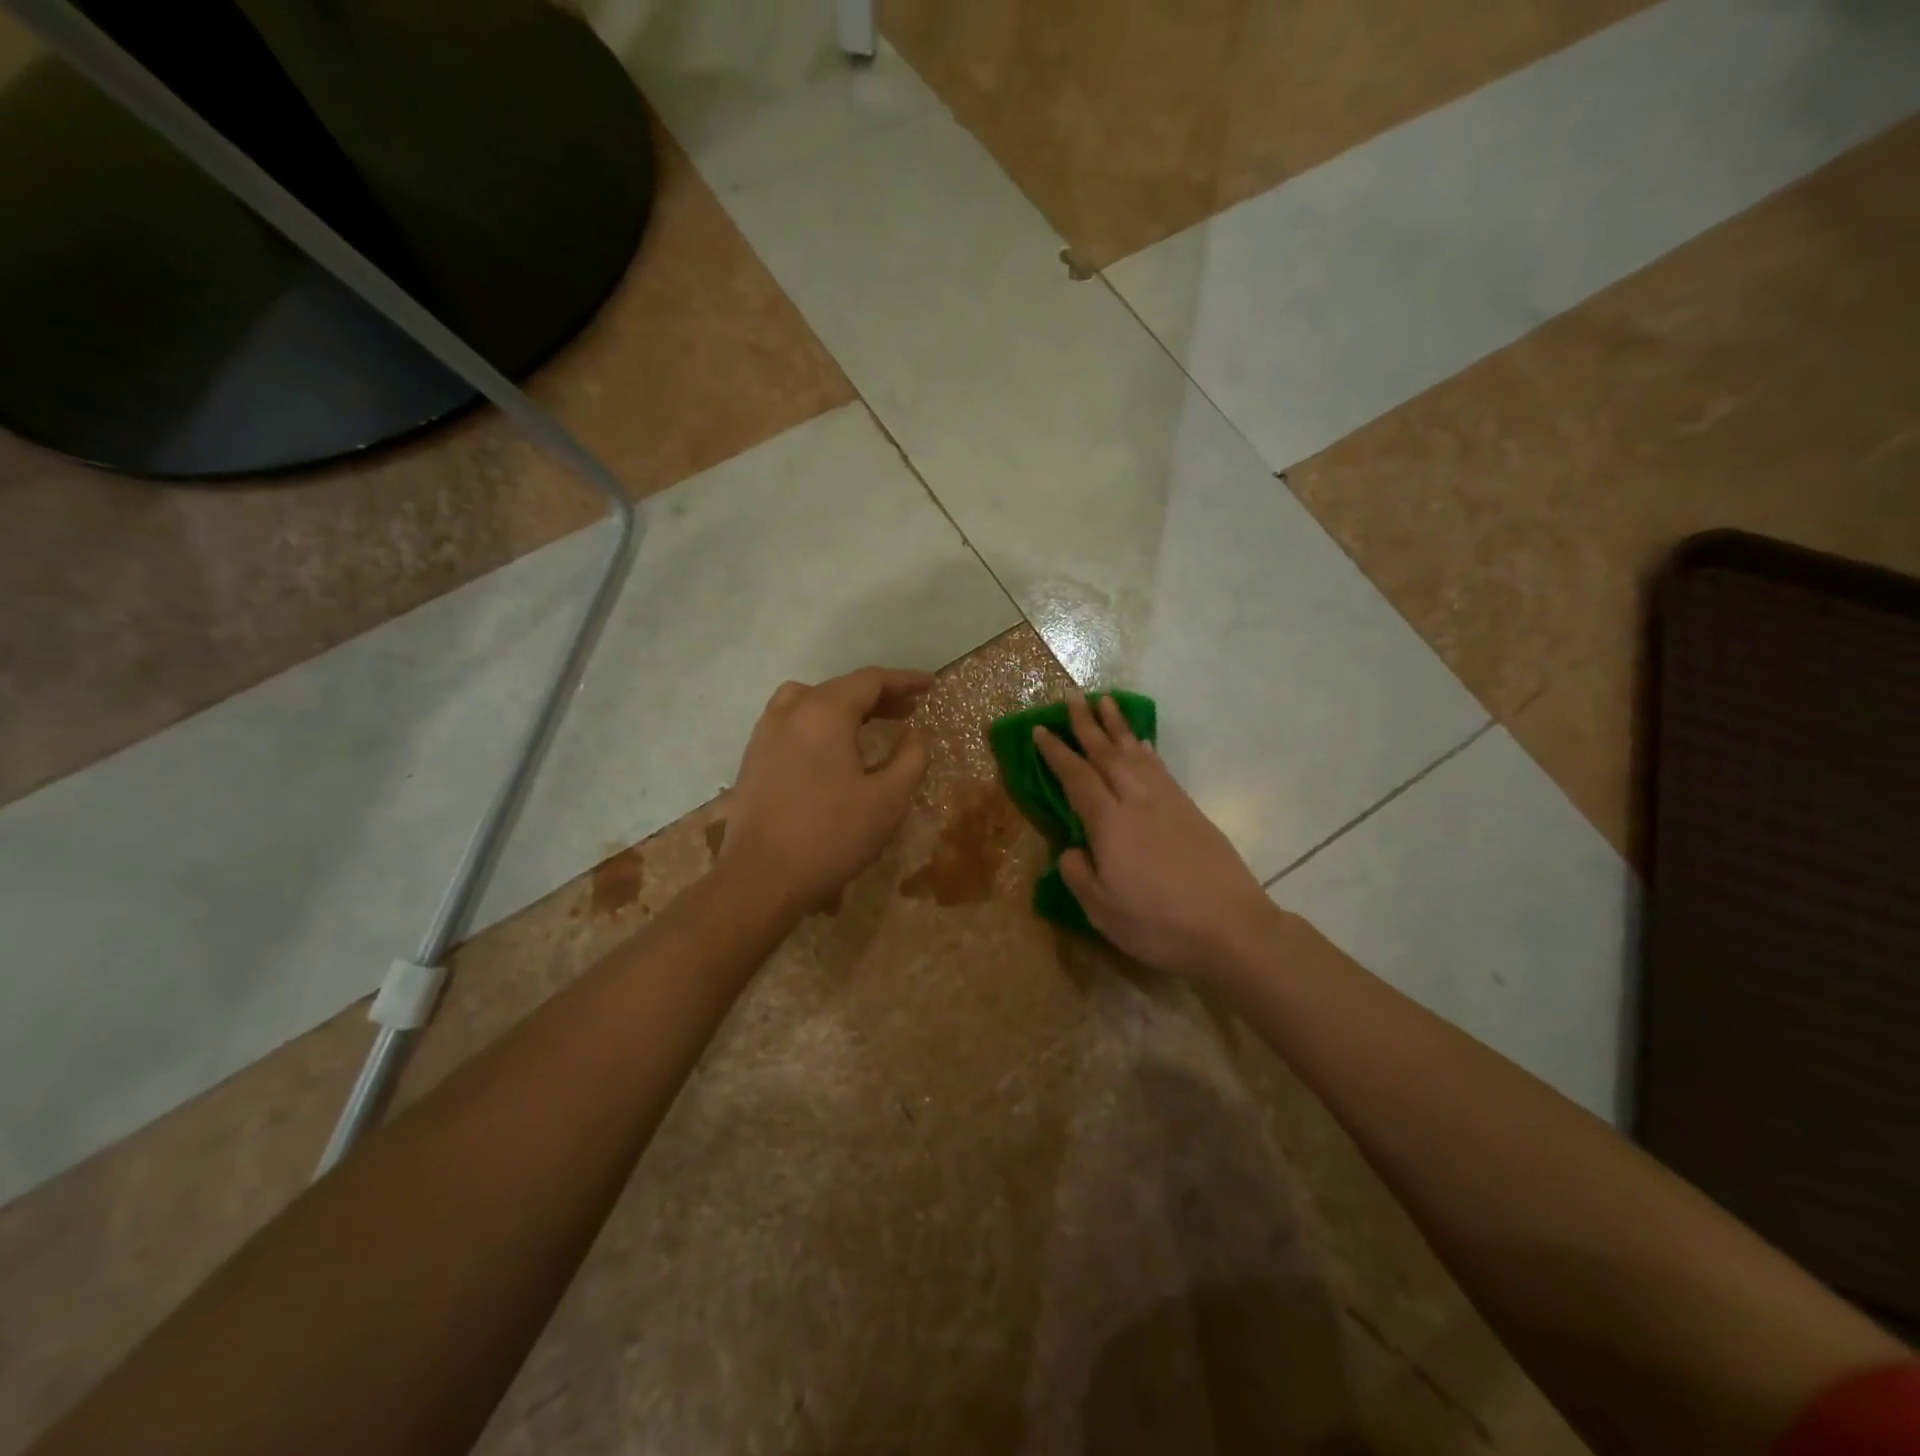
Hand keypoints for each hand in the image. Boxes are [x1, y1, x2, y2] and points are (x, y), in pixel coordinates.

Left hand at [721, 667, 933, 913]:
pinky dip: (819, 721)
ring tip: (869, 725)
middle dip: (878, 695)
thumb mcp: (888, 800)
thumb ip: (911, 758)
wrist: (761, 879)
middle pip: (840, 688)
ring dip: (845, 706)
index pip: (870, 680)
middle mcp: (791, 711)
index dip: (904, 680)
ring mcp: (766, 733)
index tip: (930, 685)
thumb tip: (916, 734)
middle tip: (909, 709)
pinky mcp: (754, 757)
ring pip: (810, 700)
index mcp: (824, 712)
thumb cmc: (832, 836)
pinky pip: (791, 721)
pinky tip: (832, 750)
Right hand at [1034, 692, 1274, 980]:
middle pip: (1107, 753)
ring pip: (1136, 753)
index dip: (1056, 753)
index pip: (1076, 777)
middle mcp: (1137, 801)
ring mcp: (1168, 802)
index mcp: (1109, 823)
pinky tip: (1142, 744)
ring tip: (1105, 702)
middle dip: (1086, 724)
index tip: (1040, 729)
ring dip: (1117, 726)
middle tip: (1071, 697)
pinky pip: (1160, 768)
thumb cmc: (1157, 922)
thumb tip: (1072, 850)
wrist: (1230, 927)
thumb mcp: (1101, 910)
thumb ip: (1078, 874)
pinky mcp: (1190, 811)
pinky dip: (1146, 751)